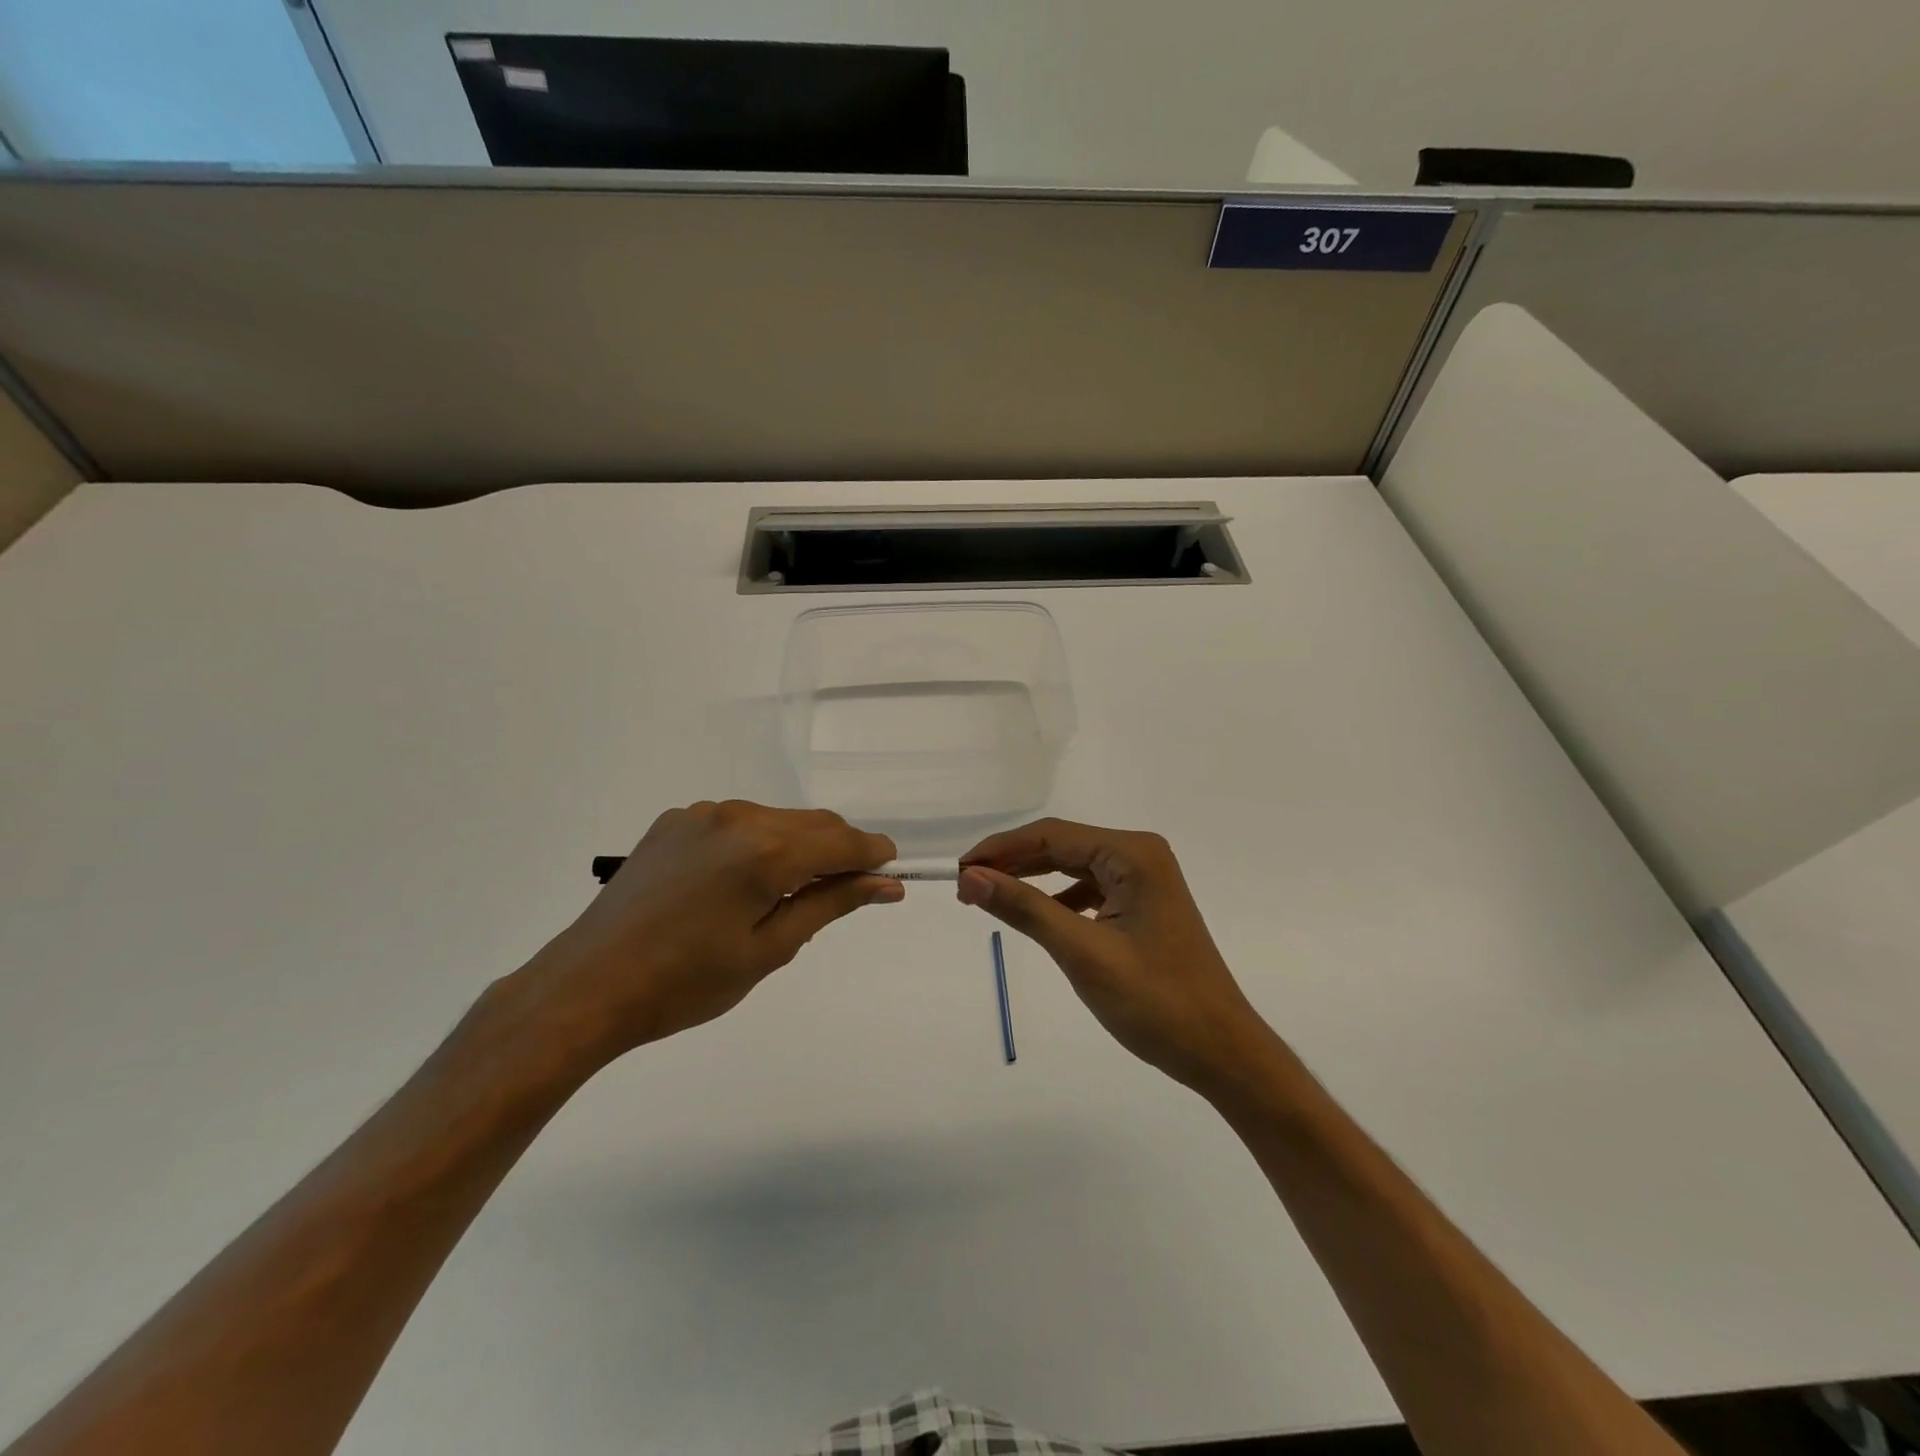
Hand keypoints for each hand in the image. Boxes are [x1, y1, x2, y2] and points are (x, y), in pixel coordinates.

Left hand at [518, 801, 899, 1065]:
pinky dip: (759, 843)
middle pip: (813, 823)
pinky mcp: (676, 821)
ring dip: (799, 845)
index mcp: (765, 850)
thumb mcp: (769, 950)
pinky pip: (738, 823)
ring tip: (790, 892)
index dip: (874, 854)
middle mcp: (738, 816)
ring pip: (777, 820)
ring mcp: (702, 813)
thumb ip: (831, 904)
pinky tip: (741, 881)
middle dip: (840, 850)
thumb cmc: (687, 983)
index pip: (842, 841)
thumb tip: (886, 884)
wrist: (588, 986)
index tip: (891, 872)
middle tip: (848, 890)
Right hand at [957, 819, 1274, 1095]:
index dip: (1001, 849)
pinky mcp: (1144, 904)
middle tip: (966, 886)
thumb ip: (1025, 908)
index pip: (1052, 836)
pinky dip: (1058, 899)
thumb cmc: (1156, 1002)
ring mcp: (1145, 880)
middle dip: (1013, 863)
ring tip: (991, 897)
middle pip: (1062, 846)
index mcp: (1133, 854)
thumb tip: (971, 877)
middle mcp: (1140, 855)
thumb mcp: (1082, 953)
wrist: (1221, 1052)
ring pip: (1074, 867)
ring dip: (1032, 879)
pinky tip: (1038, 915)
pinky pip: (1090, 889)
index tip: (959, 871)